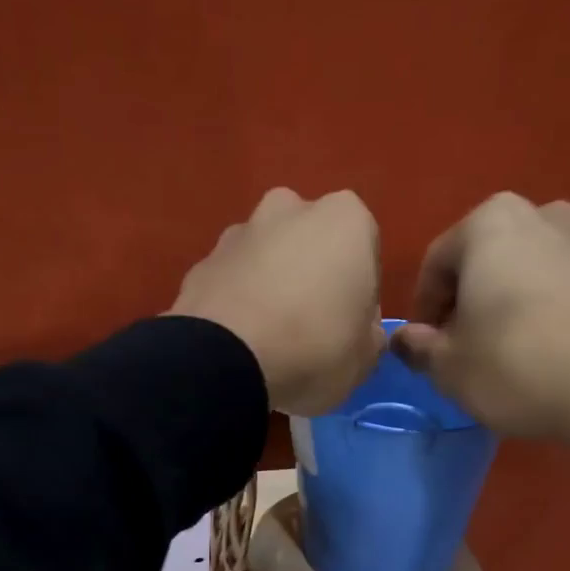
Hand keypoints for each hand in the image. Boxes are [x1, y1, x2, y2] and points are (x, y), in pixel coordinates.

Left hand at [171, 188, 385, 415]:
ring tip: (267, 339)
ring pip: (266, 258)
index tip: (348, 329)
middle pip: (310, 245)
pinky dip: (236, 303)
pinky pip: (231, 282)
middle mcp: (291, 208)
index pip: (364, 255)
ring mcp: (240, 231)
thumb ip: (369, 336)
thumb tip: (360, 332)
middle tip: (308, 330)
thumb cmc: (314, 351)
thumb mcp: (364, 359)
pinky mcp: (201, 262)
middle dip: (310, 277)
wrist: (227, 362)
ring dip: (270, 286)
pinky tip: (237, 342)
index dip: (359, 295)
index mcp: (346, 220)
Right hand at [395, 194, 569, 482]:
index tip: (424, 349)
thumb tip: (404, 339)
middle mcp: (537, 212)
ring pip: (516, 271)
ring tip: (494, 351)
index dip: (422, 311)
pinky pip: (550, 284)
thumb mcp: (447, 366)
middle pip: (478, 261)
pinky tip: (531, 349)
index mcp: (489, 223)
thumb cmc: (514, 366)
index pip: (435, 264)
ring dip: (497, 305)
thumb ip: (417, 346)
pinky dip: (532, 308)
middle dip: (461, 303)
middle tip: (456, 349)